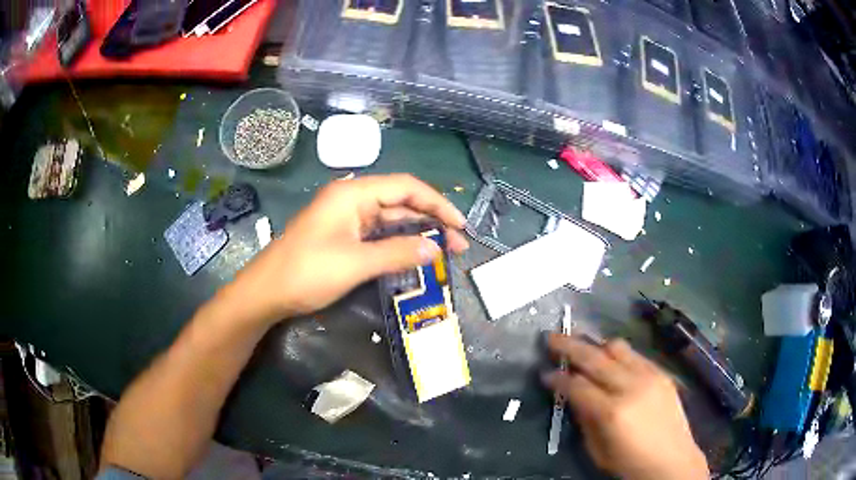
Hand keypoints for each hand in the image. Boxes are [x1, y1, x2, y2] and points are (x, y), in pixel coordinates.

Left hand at [231, 174, 468, 323]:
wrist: (266, 292)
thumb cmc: (307, 272)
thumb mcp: (356, 263)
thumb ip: (398, 253)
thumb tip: (436, 248)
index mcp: (353, 193)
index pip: (406, 187)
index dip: (437, 204)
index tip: (460, 225)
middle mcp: (352, 199)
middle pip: (401, 202)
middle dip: (431, 220)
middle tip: (458, 245)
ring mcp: (347, 218)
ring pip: (391, 219)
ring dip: (417, 233)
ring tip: (444, 252)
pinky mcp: (343, 236)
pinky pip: (378, 234)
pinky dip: (398, 243)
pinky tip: (415, 254)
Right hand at [543, 335, 707, 479]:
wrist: (672, 461)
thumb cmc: (630, 463)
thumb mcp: (597, 450)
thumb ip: (584, 419)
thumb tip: (573, 395)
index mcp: (611, 412)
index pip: (576, 385)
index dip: (557, 378)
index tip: (544, 372)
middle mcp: (630, 386)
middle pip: (594, 357)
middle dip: (569, 345)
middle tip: (551, 338)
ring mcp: (650, 376)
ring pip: (617, 347)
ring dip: (596, 345)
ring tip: (583, 346)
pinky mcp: (662, 373)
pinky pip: (636, 354)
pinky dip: (618, 354)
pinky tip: (611, 360)